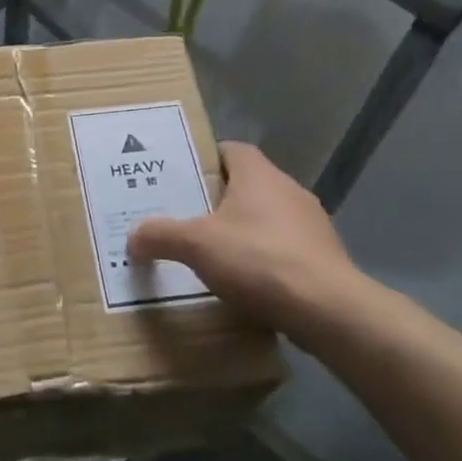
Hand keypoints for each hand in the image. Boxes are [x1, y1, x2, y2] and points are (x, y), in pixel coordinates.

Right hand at [128, 142, 364, 330]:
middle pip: (247, 185)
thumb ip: (160, 235)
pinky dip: (264, 260)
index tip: (181, 177)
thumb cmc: (259, 259)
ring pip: (267, 218)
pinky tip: (246, 284)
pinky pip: (284, 249)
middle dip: (218, 200)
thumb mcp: (196, 245)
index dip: (205, 159)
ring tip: (211, 254)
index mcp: (259, 174)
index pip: (231, 150)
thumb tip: (133, 237)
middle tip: (185, 217)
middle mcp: (289, 190)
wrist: (328, 311)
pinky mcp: (324, 259)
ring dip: (243, 232)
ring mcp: (312, 225)